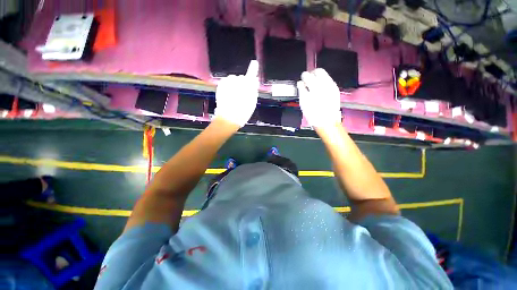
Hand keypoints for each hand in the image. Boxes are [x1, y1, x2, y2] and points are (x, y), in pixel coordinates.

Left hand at [214, 60, 258, 126]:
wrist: (229, 118)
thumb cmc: (243, 112)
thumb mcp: (252, 102)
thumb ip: (253, 89)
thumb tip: (254, 80)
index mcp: (247, 86)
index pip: (251, 75)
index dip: (253, 69)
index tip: (254, 63)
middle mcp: (237, 82)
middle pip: (242, 78)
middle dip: (243, 84)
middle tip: (242, 95)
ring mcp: (228, 82)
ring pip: (234, 79)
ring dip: (235, 84)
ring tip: (234, 96)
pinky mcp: (221, 84)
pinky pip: (227, 81)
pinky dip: (228, 85)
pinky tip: (229, 94)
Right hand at [297, 69, 341, 128]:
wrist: (327, 122)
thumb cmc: (314, 115)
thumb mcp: (303, 103)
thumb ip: (301, 90)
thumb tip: (300, 83)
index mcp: (315, 87)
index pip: (307, 75)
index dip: (303, 77)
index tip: (302, 80)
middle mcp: (325, 84)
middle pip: (319, 71)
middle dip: (312, 74)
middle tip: (308, 79)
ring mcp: (332, 87)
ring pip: (325, 75)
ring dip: (318, 78)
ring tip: (314, 85)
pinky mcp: (336, 90)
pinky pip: (329, 81)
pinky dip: (324, 83)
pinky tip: (320, 90)